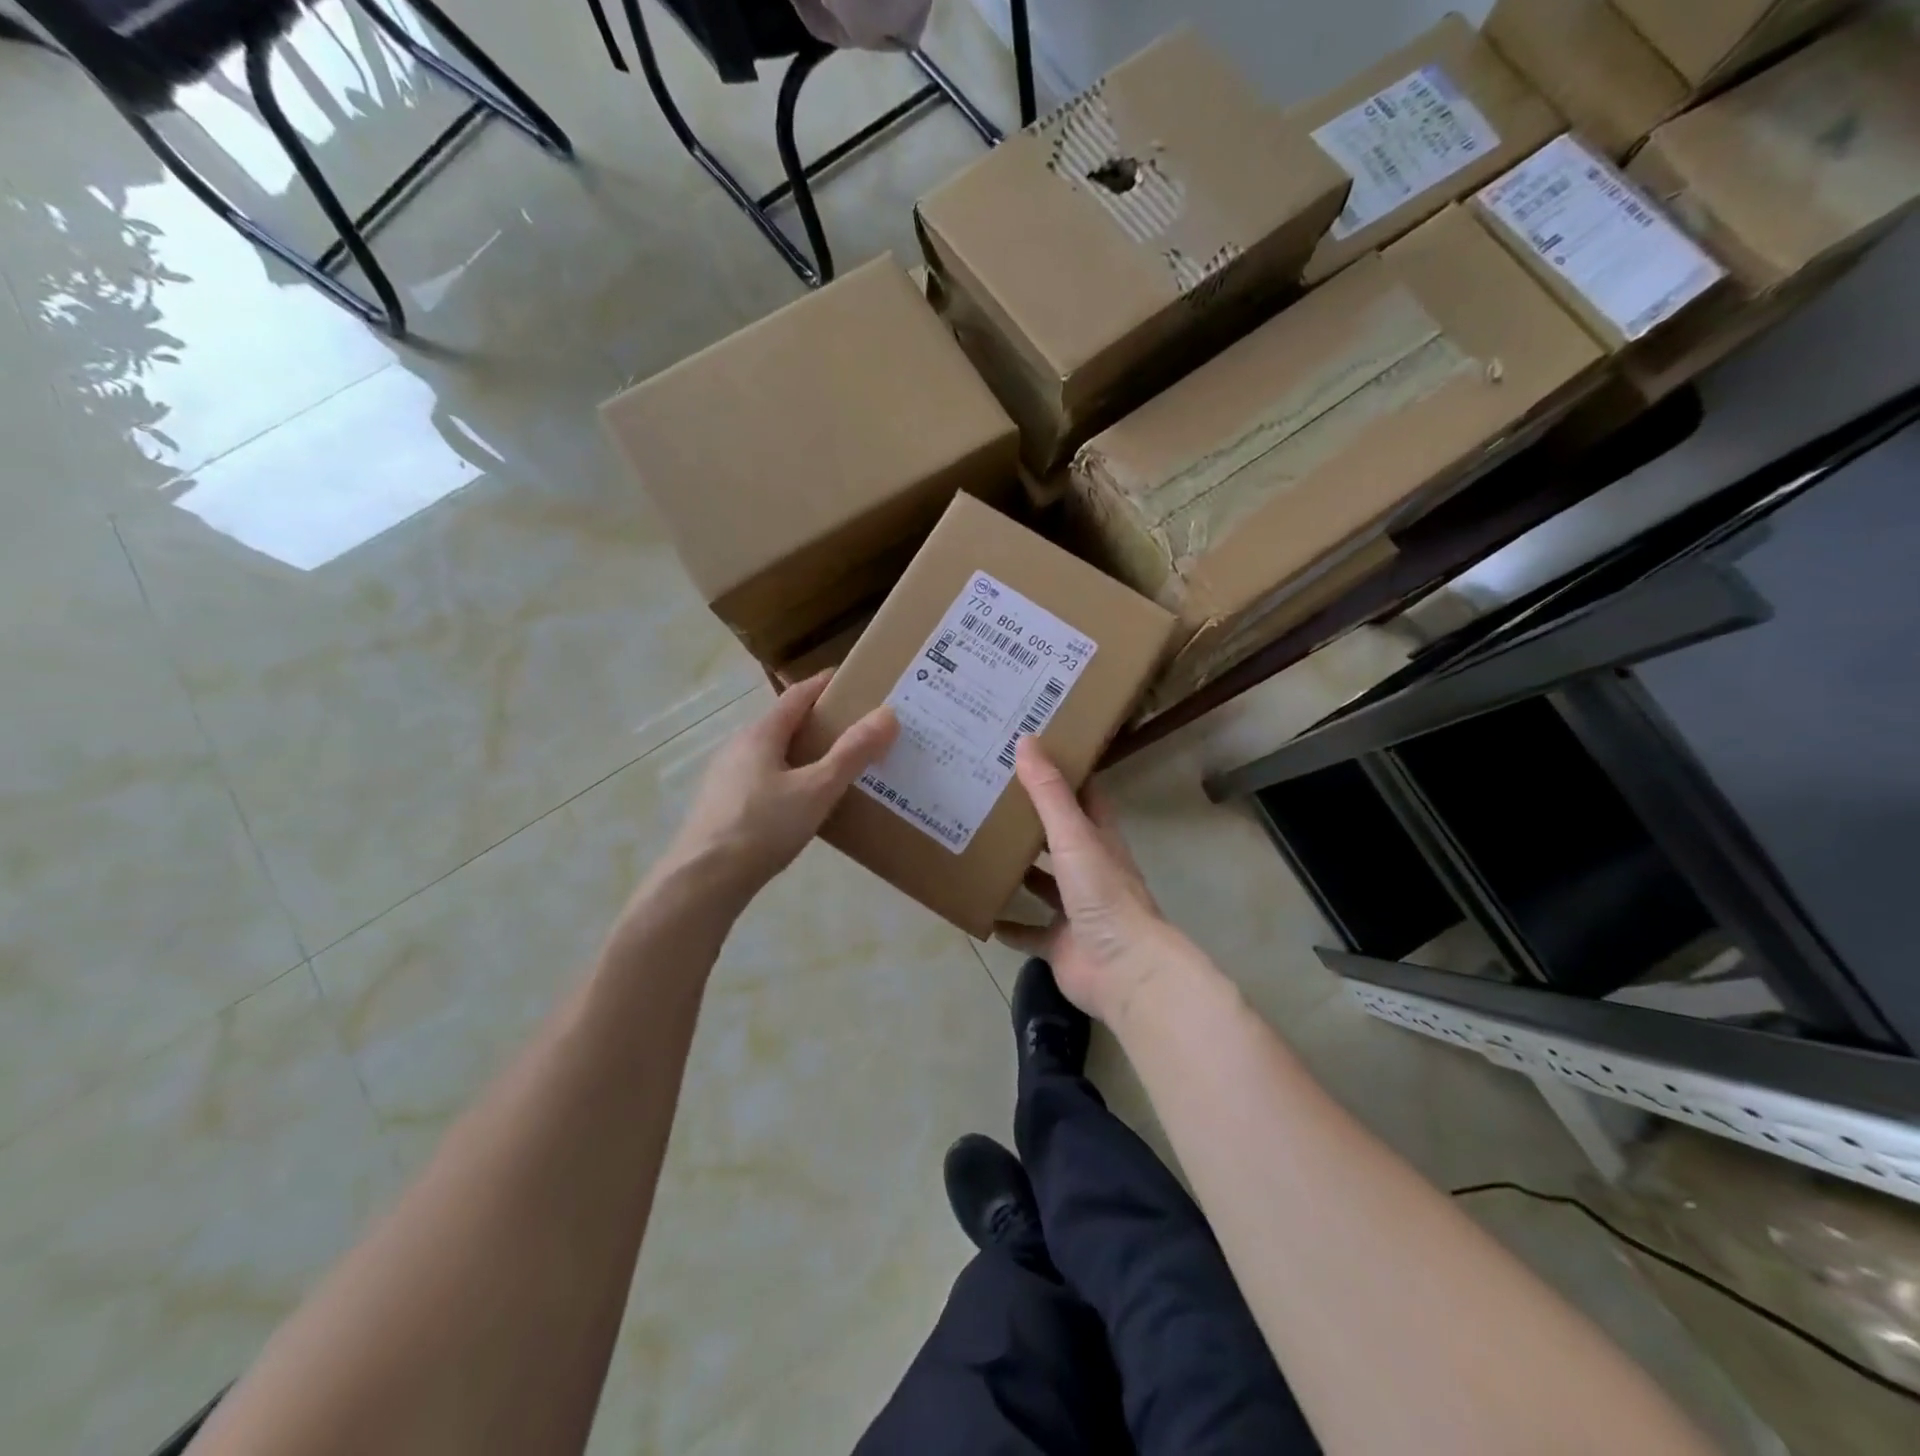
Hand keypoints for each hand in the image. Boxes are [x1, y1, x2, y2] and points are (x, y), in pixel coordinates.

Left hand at [664, 671, 895, 905]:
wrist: (703, 881)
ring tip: (835, 767)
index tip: (852, 680)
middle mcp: (738, 747)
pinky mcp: (722, 806)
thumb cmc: (763, 827)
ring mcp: (726, 777)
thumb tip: (887, 714)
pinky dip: (788, 778)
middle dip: (818, 722)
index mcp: (760, 734)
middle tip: (855, 729)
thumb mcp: (817, 789)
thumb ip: (852, 753)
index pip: (797, 695)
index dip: (824, 684)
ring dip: (802, 753)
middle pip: (783, 724)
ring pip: (772, 754)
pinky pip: (763, 779)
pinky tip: (802, 803)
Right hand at [994, 738, 1181, 1026]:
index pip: (1084, 798)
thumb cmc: (1103, 894)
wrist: (1124, 970)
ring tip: (979, 850)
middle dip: (1030, 823)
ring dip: (1018, 872)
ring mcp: (1075, 910)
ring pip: (1042, 885)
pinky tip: (983, 913)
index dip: (1062, 776)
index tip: (1031, 755)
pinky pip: (1029, 932)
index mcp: (1099, 841)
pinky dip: (1009, 925)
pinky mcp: (1059, 944)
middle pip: (1058, 840)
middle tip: (989, 799)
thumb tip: (1026, 740)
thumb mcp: (1074, 836)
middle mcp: (1089, 872)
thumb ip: (1049, 793)